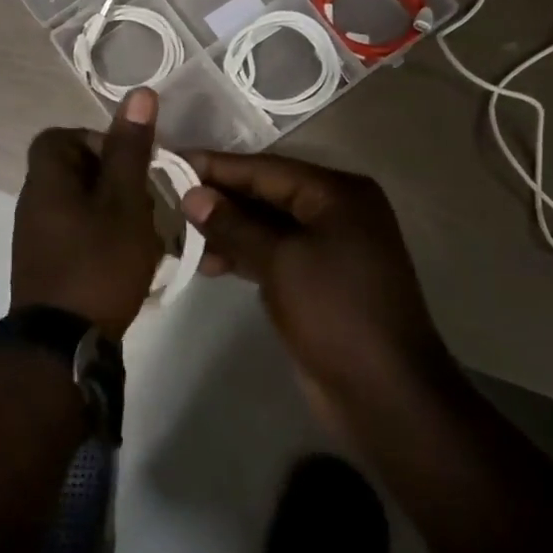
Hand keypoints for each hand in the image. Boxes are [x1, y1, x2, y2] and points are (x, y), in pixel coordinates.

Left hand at [11, 89, 163, 338]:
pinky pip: (74, 232)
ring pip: (76, 204)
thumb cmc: (98, 263)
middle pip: (71, 170)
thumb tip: (138, 93)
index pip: (59, 137)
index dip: (95, 140)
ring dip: (110, 209)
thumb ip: (130, 149)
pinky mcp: (44, 264)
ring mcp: (35, 236)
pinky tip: (126, 256)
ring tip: (142, 230)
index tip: (129, 162)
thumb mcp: (124, 202)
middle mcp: (32, 202)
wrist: (63, 344)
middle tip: (143, 198)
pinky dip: (100, 235)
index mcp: (46, 179)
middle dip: (112, 178)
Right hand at [181, 152, 453, 412]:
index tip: (172, 160)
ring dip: (226, 229)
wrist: (384, 393)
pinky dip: (242, 254)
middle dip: (219, 198)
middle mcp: (336, 211)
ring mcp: (329, 246)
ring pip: (266, 226)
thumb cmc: (334, 312)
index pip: (266, 169)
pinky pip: (273, 253)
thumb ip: (233, 224)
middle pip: (266, 194)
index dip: (217, 166)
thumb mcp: (279, 261)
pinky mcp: (317, 278)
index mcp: (338, 194)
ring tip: (178, 234)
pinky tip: (206, 262)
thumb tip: (192, 195)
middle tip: (167, 196)